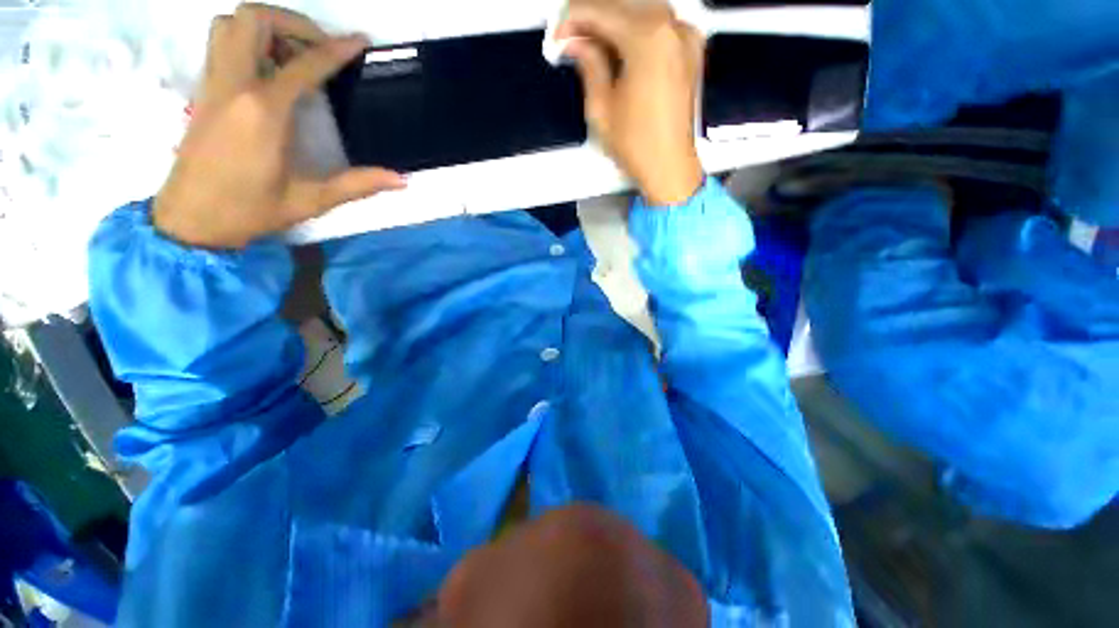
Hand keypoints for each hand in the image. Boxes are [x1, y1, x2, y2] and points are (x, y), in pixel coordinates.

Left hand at [154, 4, 405, 248]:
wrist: (190, 220)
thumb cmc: (251, 210)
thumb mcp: (312, 200)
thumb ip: (358, 185)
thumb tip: (402, 179)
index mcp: (264, 112)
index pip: (304, 65)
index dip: (336, 48)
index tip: (360, 41)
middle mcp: (234, 86)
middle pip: (254, 19)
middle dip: (292, 23)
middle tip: (318, 48)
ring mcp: (213, 85)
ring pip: (231, 24)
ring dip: (265, 27)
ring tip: (291, 54)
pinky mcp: (203, 91)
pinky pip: (221, 44)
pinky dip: (246, 41)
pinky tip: (268, 69)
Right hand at [556, 0, 704, 205]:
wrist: (669, 167)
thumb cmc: (638, 146)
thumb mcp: (601, 108)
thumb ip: (589, 66)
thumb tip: (576, 44)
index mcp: (647, 40)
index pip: (601, 12)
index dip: (573, 20)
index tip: (558, 34)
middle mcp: (671, 29)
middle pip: (623, 4)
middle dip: (592, 17)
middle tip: (571, 37)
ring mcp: (685, 39)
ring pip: (642, 10)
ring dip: (614, 21)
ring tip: (591, 44)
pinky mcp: (690, 52)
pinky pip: (659, 26)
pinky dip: (636, 30)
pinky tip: (619, 47)